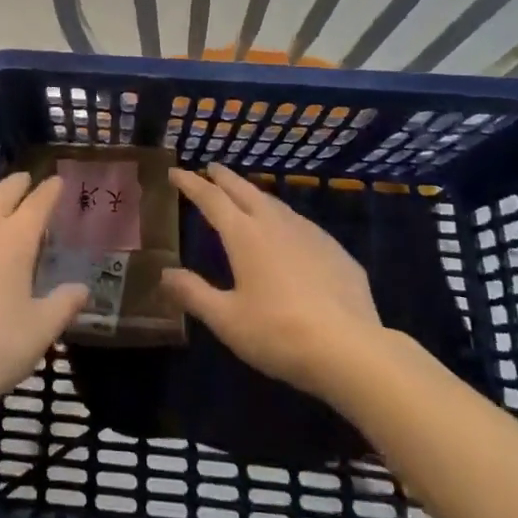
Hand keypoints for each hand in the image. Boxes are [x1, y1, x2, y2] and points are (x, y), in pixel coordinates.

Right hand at [160, 163, 382, 400]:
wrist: (352, 349)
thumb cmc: (279, 333)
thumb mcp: (227, 320)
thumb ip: (194, 293)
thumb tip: (165, 273)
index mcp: (244, 235)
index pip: (211, 198)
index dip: (191, 183)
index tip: (175, 172)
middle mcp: (275, 224)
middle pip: (244, 190)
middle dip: (223, 177)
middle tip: (211, 168)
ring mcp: (309, 234)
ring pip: (275, 203)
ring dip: (254, 194)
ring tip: (245, 195)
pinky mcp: (335, 251)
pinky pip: (301, 224)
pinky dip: (283, 218)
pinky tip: (288, 233)